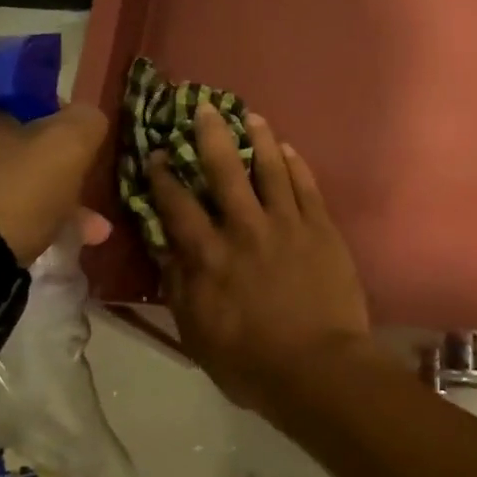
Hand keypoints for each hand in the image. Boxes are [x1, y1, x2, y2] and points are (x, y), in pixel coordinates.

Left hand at [0, 74, 111, 264]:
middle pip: (8, 138)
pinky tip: (40, 245)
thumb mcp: (66, 147)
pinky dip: (7, 222)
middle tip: (83, 195)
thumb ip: (86, 119)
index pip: (16, 87)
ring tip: (80, 232)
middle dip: (52, 167)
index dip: (54, 111)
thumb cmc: (5, 193)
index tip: (75, 142)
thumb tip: (84, 118)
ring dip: (38, 200)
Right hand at [148, 103, 375, 412]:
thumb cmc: (251, 362)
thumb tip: (163, 246)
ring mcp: (287, 224)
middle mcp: (245, 229)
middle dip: (211, 135)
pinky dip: (296, 164)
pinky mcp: (320, 228)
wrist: (319, 368)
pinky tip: (289, 149)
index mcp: (210, 256)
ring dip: (259, 139)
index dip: (163, 177)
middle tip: (205, 108)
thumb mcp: (197, 333)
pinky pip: (306, 186)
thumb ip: (179, 286)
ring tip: (252, 116)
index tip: (155, 153)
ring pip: (271, 168)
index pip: (178, 206)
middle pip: (224, 171)